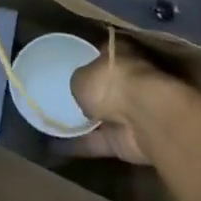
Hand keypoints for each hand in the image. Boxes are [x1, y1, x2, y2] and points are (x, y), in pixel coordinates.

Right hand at [69, 39, 181, 164]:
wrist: (143, 118)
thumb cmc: (111, 83)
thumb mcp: (80, 76)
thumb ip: (79, 82)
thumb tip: (80, 90)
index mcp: (120, 54)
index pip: (102, 54)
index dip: (87, 59)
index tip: (70, 66)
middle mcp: (129, 80)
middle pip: (105, 86)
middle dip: (89, 93)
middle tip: (62, 96)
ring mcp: (131, 111)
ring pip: (104, 116)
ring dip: (86, 122)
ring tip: (56, 123)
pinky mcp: (129, 139)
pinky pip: (101, 141)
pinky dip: (83, 145)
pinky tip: (60, 147)